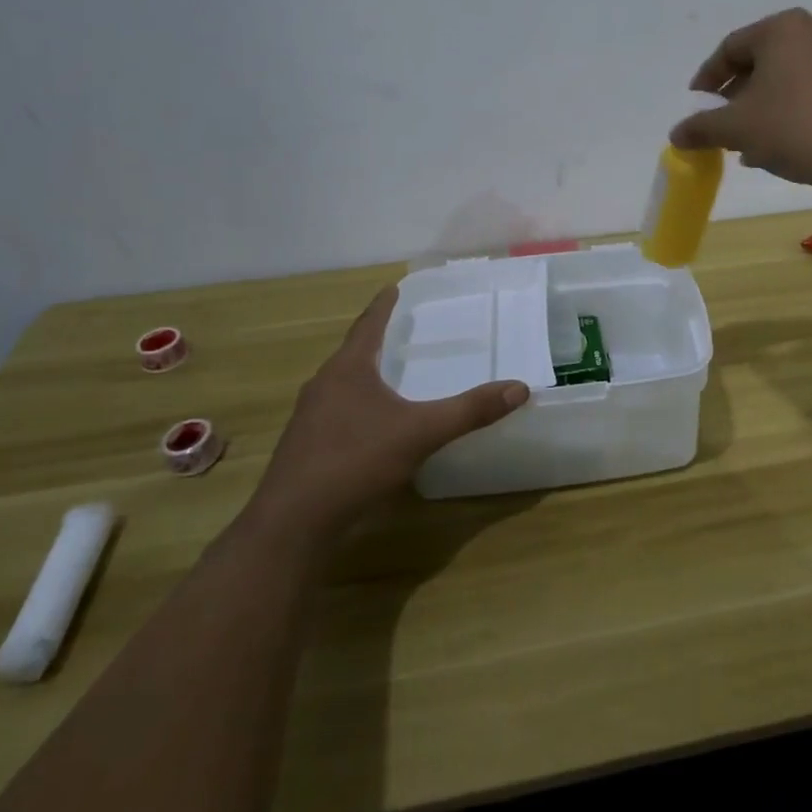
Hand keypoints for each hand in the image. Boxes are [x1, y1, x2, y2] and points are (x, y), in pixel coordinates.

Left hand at [243, 287, 528, 538]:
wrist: (293, 524)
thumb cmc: (355, 462)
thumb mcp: (421, 433)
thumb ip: (469, 410)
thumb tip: (519, 387)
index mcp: (347, 370)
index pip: (368, 325)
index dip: (383, 305)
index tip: (394, 287)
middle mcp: (324, 385)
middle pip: (353, 352)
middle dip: (376, 339)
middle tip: (402, 328)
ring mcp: (310, 418)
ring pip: (342, 384)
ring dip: (366, 373)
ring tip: (391, 372)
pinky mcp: (306, 447)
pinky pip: (337, 412)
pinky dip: (359, 404)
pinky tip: (374, 423)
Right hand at [671, 9, 811, 191]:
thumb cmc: (793, 128)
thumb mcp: (736, 128)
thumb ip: (701, 128)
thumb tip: (676, 135)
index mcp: (781, 29)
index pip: (730, 48)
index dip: (706, 79)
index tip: (695, 107)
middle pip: (758, 63)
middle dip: (734, 97)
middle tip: (719, 125)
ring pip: (783, 81)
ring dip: (758, 109)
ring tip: (744, 143)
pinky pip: (807, 93)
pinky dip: (785, 113)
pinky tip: (775, 147)